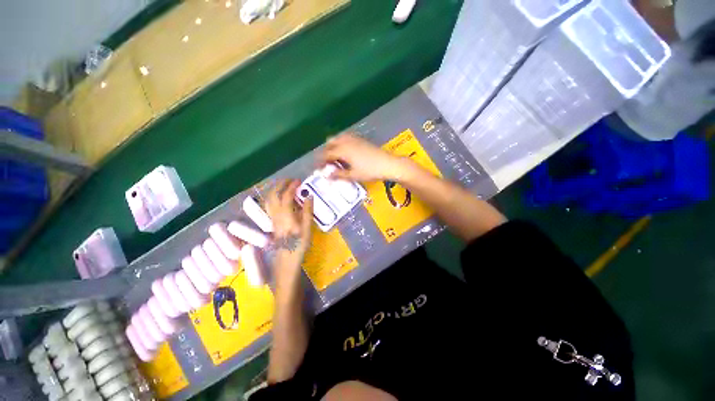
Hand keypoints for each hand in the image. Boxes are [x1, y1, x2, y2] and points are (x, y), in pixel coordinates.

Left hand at [265, 180, 313, 261]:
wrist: (287, 257)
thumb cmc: (299, 243)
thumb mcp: (307, 227)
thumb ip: (308, 211)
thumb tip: (309, 196)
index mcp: (286, 214)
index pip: (286, 195)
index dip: (292, 186)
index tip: (299, 181)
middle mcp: (276, 214)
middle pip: (274, 194)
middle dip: (281, 184)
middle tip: (291, 180)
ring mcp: (273, 217)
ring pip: (269, 199)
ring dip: (275, 189)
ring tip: (284, 185)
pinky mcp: (272, 220)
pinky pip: (269, 204)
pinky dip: (273, 196)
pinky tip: (279, 197)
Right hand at [320, 133, 409, 181]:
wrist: (387, 164)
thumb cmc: (369, 171)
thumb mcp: (353, 175)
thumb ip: (338, 175)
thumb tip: (326, 176)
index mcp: (342, 150)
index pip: (326, 154)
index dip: (320, 161)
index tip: (318, 169)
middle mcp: (346, 141)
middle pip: (330, 143)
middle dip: (325, 152)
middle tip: (327, 163)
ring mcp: (354, 138)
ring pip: (338, 138)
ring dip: (333, 146)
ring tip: (335, 158)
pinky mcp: (361, 139)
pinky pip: (346, 137)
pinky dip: (341, 143)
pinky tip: (346, 152)